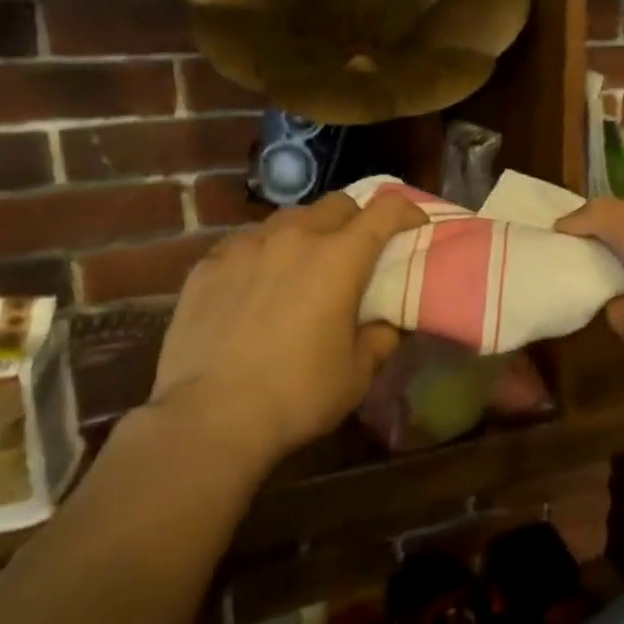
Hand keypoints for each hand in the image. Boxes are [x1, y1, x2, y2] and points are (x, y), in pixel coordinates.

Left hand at [150, 190, 425, 476]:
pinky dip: (265, 250)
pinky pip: (247, 240)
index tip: (415, 226)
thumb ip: (381, 336)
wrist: (209, 419)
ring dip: (309, 231)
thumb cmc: (297, 395)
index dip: (408, 211)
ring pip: (290, 217)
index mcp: (340, 258)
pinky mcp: (208, 264)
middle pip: (337, 204)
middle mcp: (295, 238)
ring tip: (305, 264)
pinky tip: (259, 280)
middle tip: (359, 251)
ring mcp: (247, 246)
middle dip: (357, 218)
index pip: (386, 209)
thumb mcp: (358, 373)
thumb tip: (387, 320)